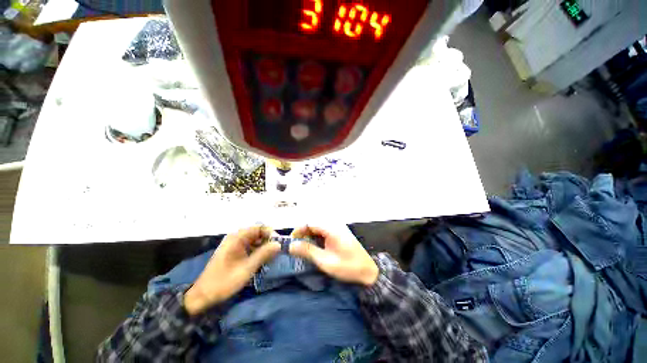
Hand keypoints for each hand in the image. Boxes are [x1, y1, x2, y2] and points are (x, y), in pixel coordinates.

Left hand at [184, 226, 280, 314]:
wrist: (202, 296)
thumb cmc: (224, 281)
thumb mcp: (247, 268)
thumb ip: (264, 254)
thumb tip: (279, 244)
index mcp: (237, 237)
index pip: (259, 227)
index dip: (271, 233)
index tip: (278, 244)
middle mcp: (236, 237)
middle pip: (258, 233)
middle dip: (268, 241)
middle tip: (276, 252)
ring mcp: (234, 244)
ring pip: (255, 240)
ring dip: (264, 246)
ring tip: (271, 257)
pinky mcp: (234, 252)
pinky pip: (250, 246)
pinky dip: (257, 251)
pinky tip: (262, 260)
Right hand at [289, 225, 378, 286]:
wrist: (368, 272)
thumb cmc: (347, 266)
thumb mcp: (325, 261)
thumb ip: (308, 251)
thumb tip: (291, 245)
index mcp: (331, 229)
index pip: (310, 223)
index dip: (299, 230)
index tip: (291, 242)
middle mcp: (334, 225)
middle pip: (314, 225)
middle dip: (303, 234)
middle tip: (296, 248)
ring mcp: (337, 229)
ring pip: (318, 229)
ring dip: (309, 237)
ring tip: (303, 249)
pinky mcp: (339, 235)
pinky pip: (324, 233)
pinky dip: (316, 239)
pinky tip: (314, 249)